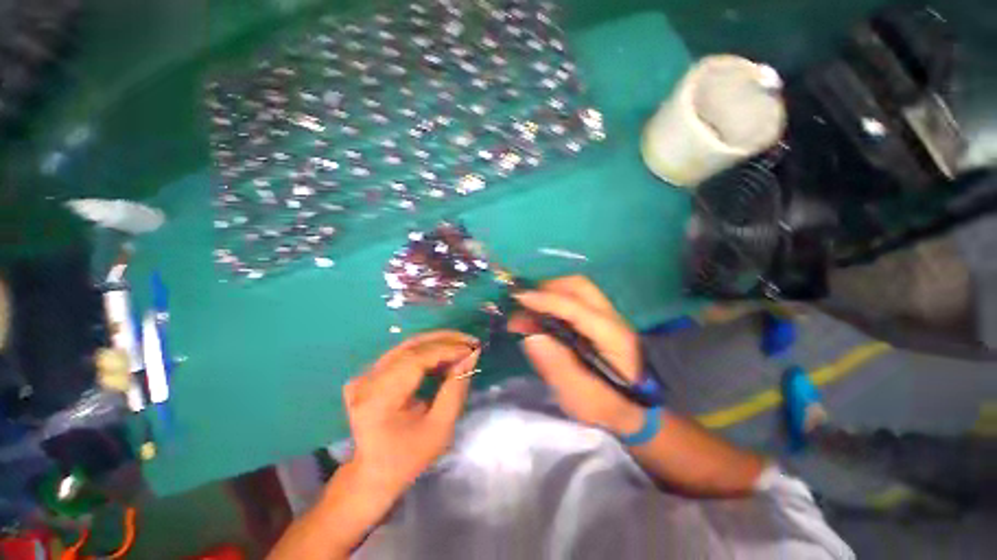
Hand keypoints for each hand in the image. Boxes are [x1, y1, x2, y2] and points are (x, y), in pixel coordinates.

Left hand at [343, 330, 479, 499]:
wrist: (374, 472)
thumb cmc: (409, 456)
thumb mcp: (440, 428)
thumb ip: (455, 389)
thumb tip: (470, 356)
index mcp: (378, 400)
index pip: (415, 360)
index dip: (446, 350)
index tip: (472, 349)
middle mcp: (366, 381)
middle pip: (411, 347)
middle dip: (445, 341)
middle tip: (471, 341)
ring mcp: (365, 375)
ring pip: (408, 346)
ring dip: (438, 342)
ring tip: (462, 345)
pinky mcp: (369, 373)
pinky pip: (403, 353)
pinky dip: (427, 350)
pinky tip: (445, 353)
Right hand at [508, 276, 644, 435]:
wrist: (634, 410)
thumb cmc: (608, 406)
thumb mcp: (581, 396)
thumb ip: (556, 366)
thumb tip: (530, 336)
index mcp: (613, 337)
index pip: (576, 308)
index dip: (546, 300)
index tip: (519, 298)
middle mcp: (613, 318)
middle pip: (579, 286)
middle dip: (547, 288)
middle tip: (523, 302)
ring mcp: (608, 316)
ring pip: (577, 289)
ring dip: (550, 292)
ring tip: (529, 308)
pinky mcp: (599, 319)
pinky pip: (575, 299)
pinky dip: (554, 300)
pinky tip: (541, 315)